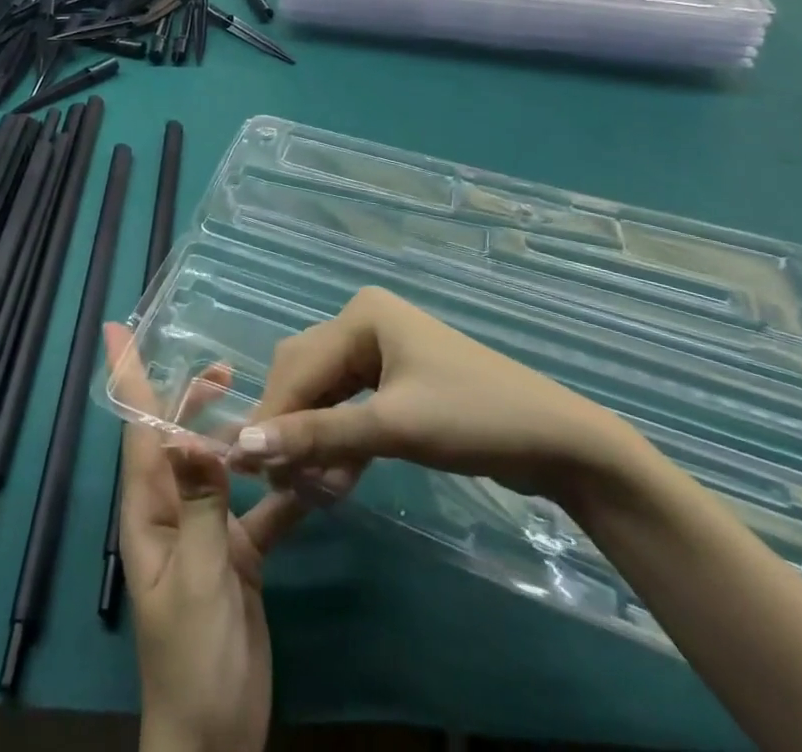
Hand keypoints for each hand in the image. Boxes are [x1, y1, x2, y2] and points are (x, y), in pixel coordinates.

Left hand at [107, 324, 305, 751]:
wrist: (216, 741)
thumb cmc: (193, 661)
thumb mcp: (196, 580)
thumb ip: (200, 506)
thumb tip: (189, 433)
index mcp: (150, 512)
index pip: (141, 433)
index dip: (132, 381)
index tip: (122, 331)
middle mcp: (174, 511)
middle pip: (181, 439)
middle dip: (195, 399)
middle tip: (226, 366)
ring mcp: (208, 532)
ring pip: (221, 467)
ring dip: (240, 437)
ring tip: (270, 405)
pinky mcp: (239, 554)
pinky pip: (260, 508)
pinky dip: (281, 487)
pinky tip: (311, 469)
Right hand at [228, 286, 636, 504]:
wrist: (559, 442)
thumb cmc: (473, 418)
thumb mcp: (392, 427)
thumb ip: (318, 435)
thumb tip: (244, 445)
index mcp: (362, 315)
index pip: (298, 366)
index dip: (270, 415)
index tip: (242, 466)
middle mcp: (364, 323)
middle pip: (307, 375)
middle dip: (291, 426)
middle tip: (277, 481)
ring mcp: (381, 351)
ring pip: (326, 394)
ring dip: (314, 439)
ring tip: (307, 488)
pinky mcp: (396, 382)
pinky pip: (350, 407)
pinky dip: (339, 440)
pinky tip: (334, 479)